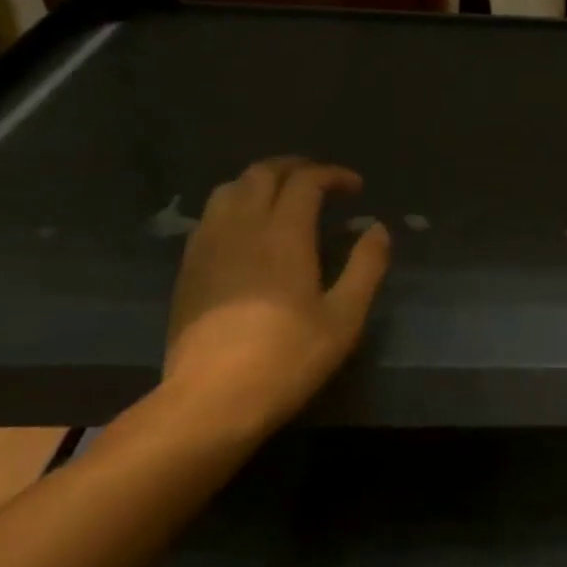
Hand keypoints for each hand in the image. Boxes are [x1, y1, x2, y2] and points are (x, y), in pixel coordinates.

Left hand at [163, 157, 390, 436]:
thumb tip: (377, 229)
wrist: (211, 399)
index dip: (333, 175)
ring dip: (261, 182)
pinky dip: (236, 205)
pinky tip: (249, 231)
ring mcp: (208, 245)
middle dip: (295, 168)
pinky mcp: (189, 268)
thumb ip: (366, 266)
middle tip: (321, 183)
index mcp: (283, 234)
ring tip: (284, 199)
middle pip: (262, 174)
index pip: (306, 181)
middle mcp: (241, 227)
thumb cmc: (288, 357)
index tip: (355, 188)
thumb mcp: (345, 317)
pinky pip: (211, 216)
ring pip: (229, 189)